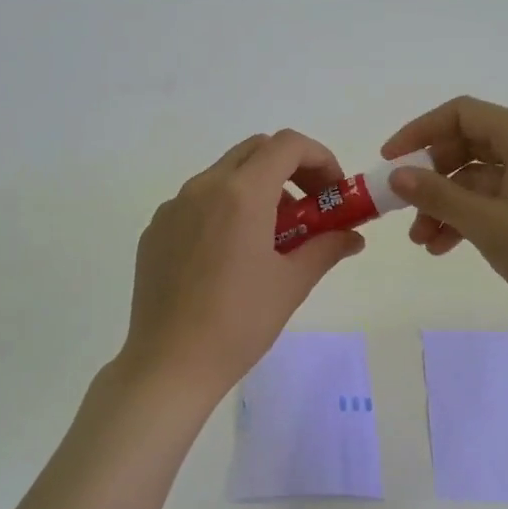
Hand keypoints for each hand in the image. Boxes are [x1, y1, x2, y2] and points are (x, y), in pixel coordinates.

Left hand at [118, 130, 365, 406]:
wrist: (169, 364)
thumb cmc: (239, 322)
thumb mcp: (292, 284)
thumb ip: (326, 248)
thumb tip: (352, 236)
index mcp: (241, 193)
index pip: (287, 144)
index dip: (319, 159)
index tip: (332, 193)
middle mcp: (203, 187)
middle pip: (255, 151)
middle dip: (290, 169)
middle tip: (309, 209)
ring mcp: (173, 207)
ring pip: (224, 175)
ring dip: (257, 189)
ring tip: (271, 238)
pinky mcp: (155, 230)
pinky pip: (197, 202)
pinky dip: (224, 209)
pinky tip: (229, 256)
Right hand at [381, 96, 507, 339]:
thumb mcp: (487, 222)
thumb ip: (437, 195)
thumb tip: (396, 175)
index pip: (461, 114)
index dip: (419, 132)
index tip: (389, 161)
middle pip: (466, 146)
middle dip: (430, 178)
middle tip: (403, 207)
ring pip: (476, 180)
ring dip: (444, 205)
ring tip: (420, 241)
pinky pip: (492, 202)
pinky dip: (466, 219)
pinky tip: (443, 248)